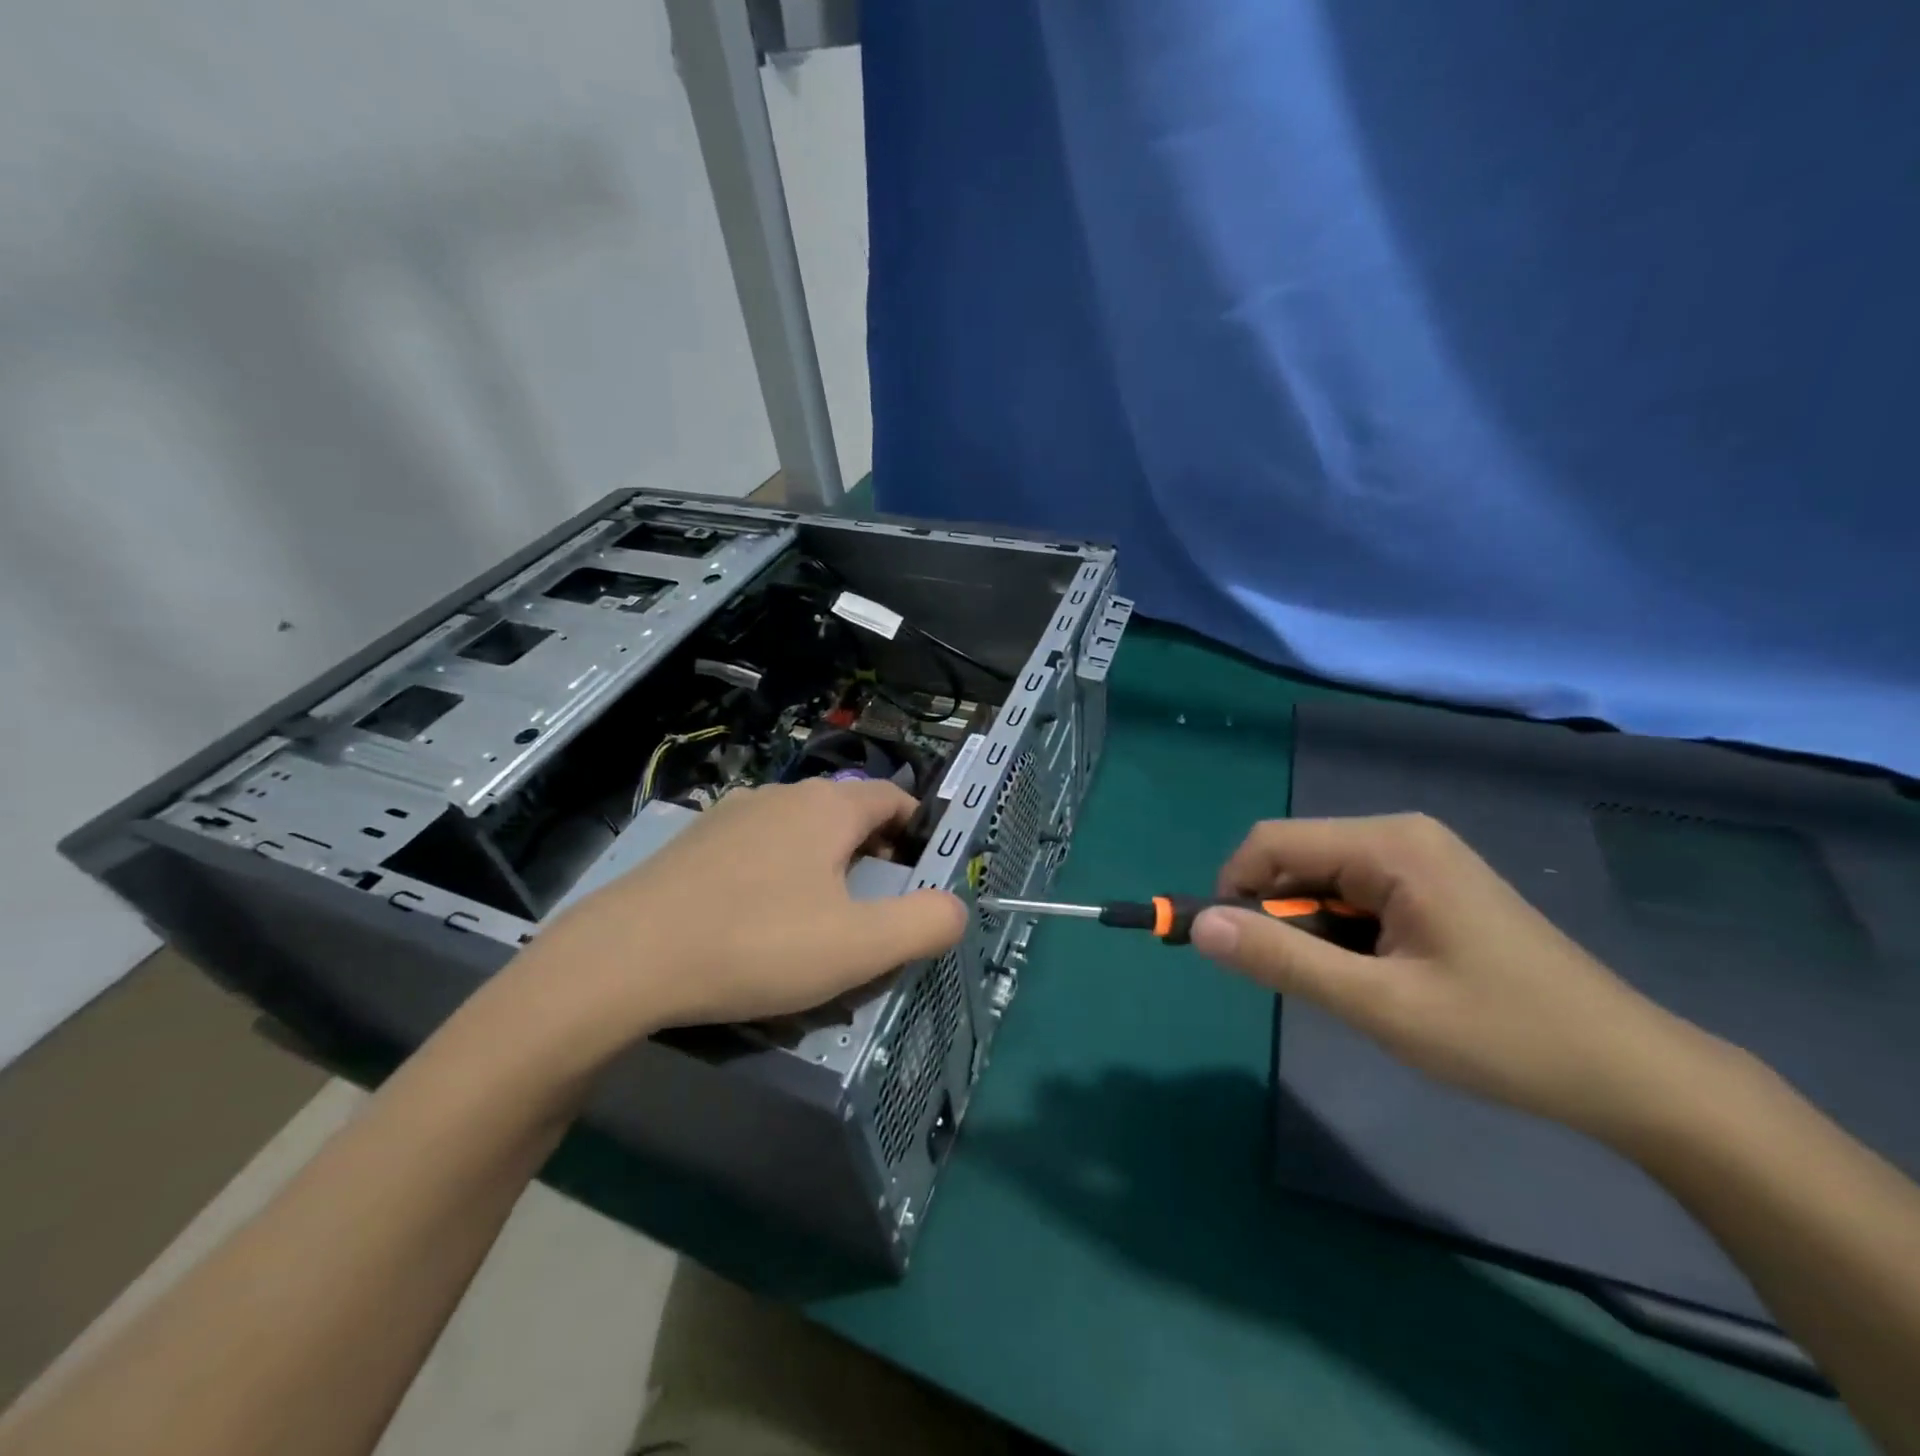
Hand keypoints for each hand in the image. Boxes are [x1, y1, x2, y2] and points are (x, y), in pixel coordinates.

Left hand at [511, 779, 966, 1049]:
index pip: (894, 798)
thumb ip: (924, 924)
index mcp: (828, 808)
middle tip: (875, 909)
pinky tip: (758, 921)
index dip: (918, 832)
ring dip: (824, 865)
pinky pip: (757, 848)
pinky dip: (777, 874)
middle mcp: (782, 796)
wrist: (624, 960)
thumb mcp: (859, 946)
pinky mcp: (694, 843)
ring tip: (819, 920)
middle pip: (848, 814)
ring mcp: (731, 815)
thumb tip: (956, 908)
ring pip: (800, 831)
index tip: (922, 875)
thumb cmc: (757, 944)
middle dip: (873, 854)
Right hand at [1191, 814, 1715, 1139]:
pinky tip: (1379, 978)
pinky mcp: (1432, 886)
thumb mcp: (1379, 1005)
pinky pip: (1355, 896)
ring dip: (1313, 932)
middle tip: (1309, 985)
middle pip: (1296, 859)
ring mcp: (1420, 859)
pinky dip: (1343, 935)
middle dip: (1280, 917)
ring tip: (1355, 989)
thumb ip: (1283, 960)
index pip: (1271, 843)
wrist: (1634, 1076)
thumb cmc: (1504, 1036)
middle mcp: (1400, 836)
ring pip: (1322, 882)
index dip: (1234, 891)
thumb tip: (1200, 927)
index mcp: (1389, 845)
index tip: (1235, 953)